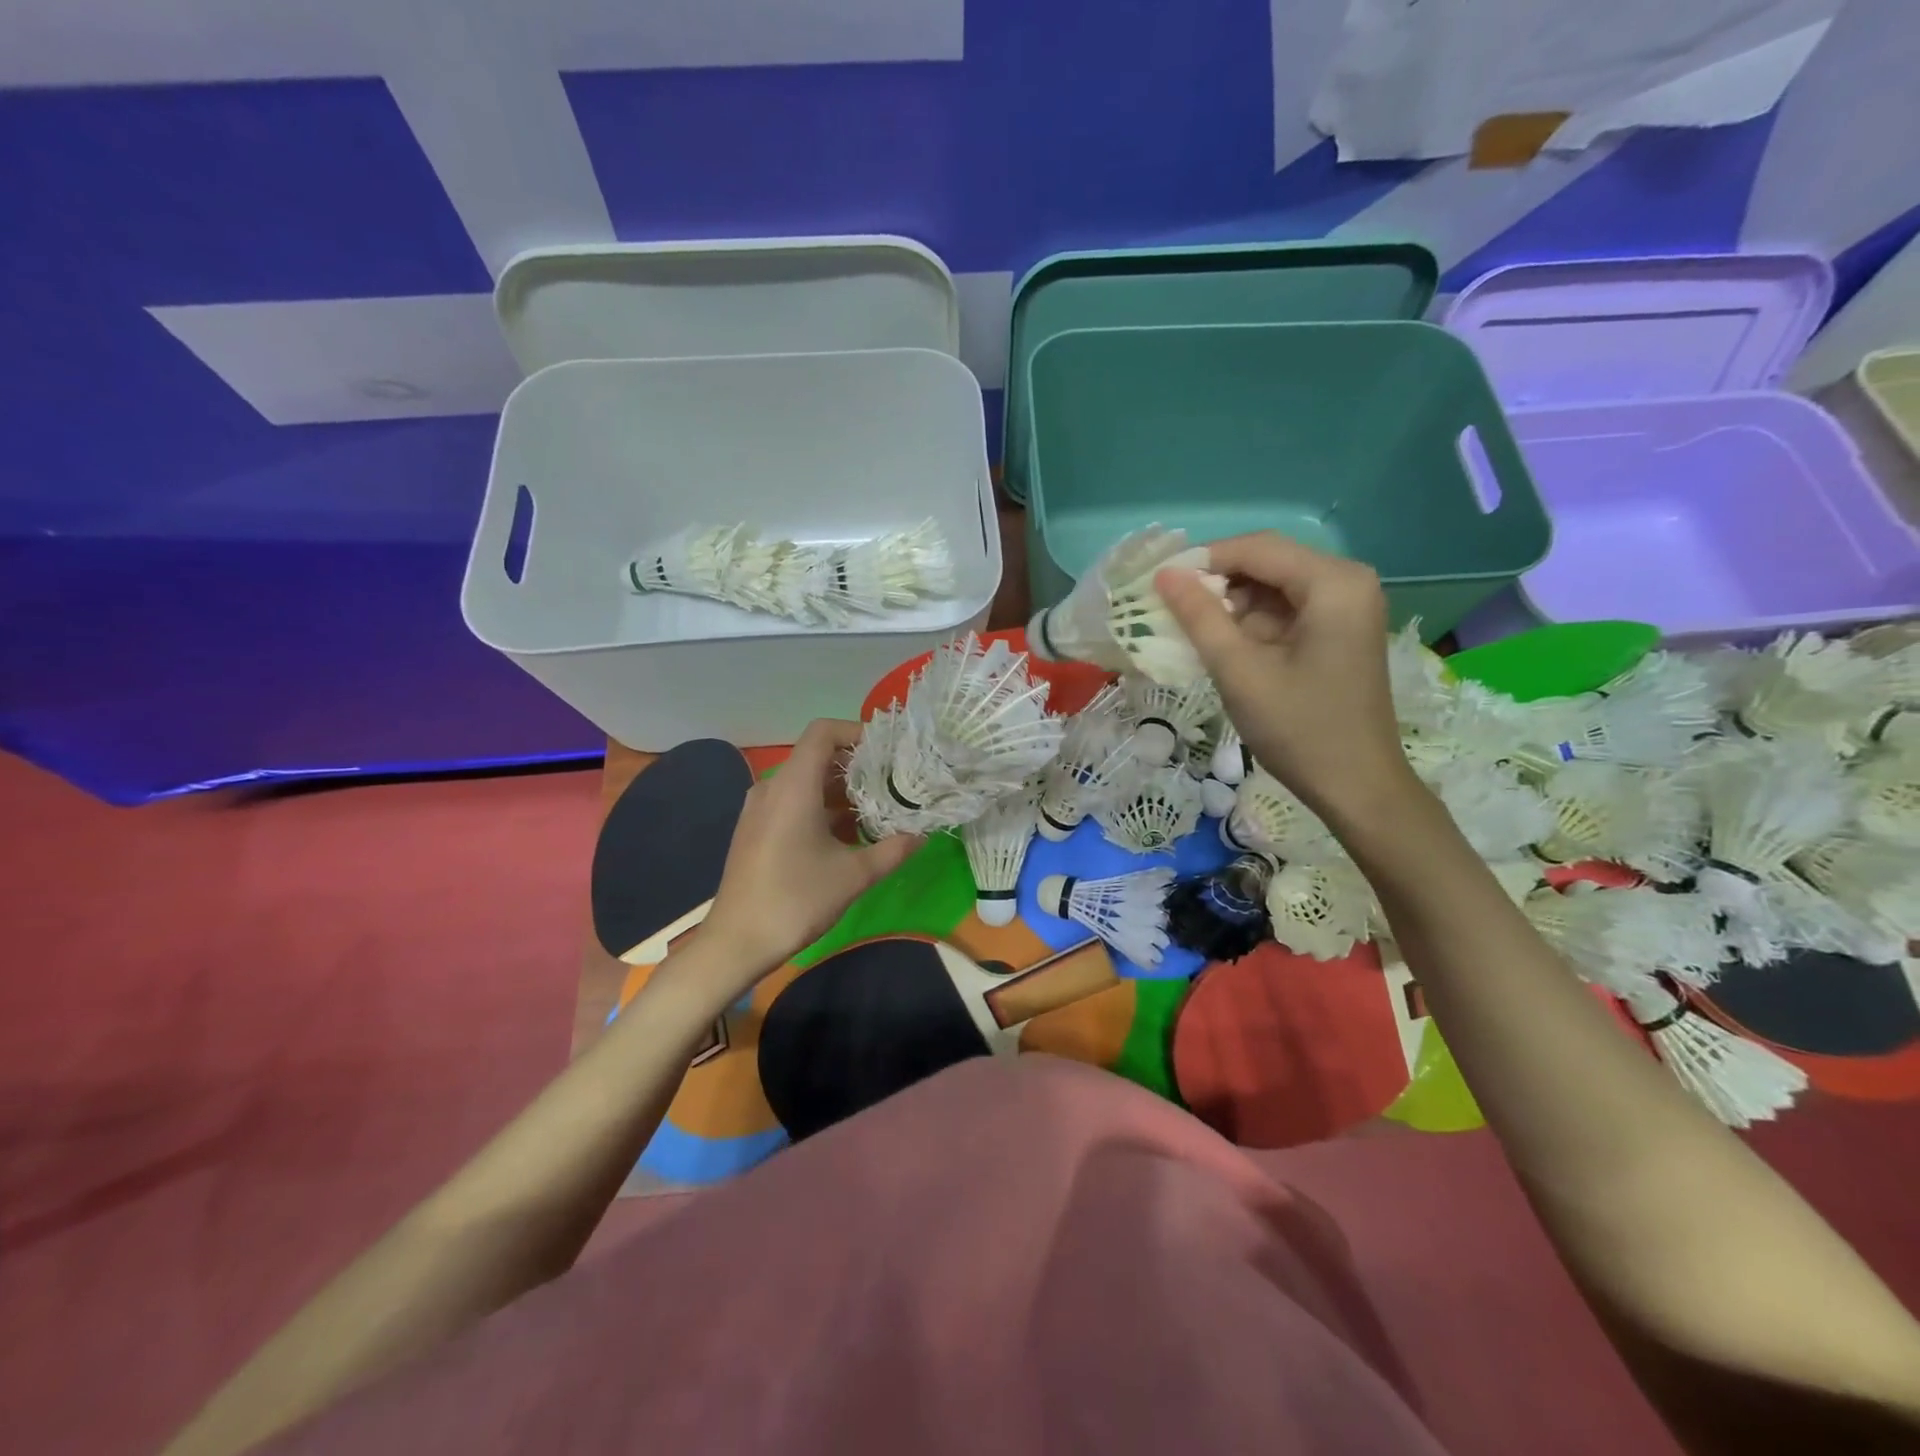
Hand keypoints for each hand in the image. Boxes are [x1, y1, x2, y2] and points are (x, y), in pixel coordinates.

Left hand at [702, 719, 921, 978]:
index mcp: (793, 786)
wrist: (736, 941)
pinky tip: (847, 835)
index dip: (855, 732)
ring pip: (805, 782)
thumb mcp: (854, 875)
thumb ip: (892, 850)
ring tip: (876, 809)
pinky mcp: (755, 829)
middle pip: (816, 756)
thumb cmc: (796, 900)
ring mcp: (759, 809)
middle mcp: (772, 788)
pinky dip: (821, 807)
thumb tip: (922, 835)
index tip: (887, 751)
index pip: (822, 732)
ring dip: (840, 790)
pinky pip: (792, 802)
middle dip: (856, 766)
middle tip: (892, 782)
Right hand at [1157, 532, 1416, 826]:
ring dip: (1230, 605)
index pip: (1257, 548)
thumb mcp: (1240, 671)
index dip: (1203, 560)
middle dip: (1216, 584)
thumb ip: (1200, 617)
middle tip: (1169, 610)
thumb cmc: (1299, 729)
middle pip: (1267, 563)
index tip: (1158, 583)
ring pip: (1272, 588)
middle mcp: (1347, 582)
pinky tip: (1221, 646)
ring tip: (1188, 631)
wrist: (1356, 787)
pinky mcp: (1338, 631)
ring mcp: (1346, 607)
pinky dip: (1250, 624)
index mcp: (1334, 583)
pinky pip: (1284, 611)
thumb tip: (1164, 574)